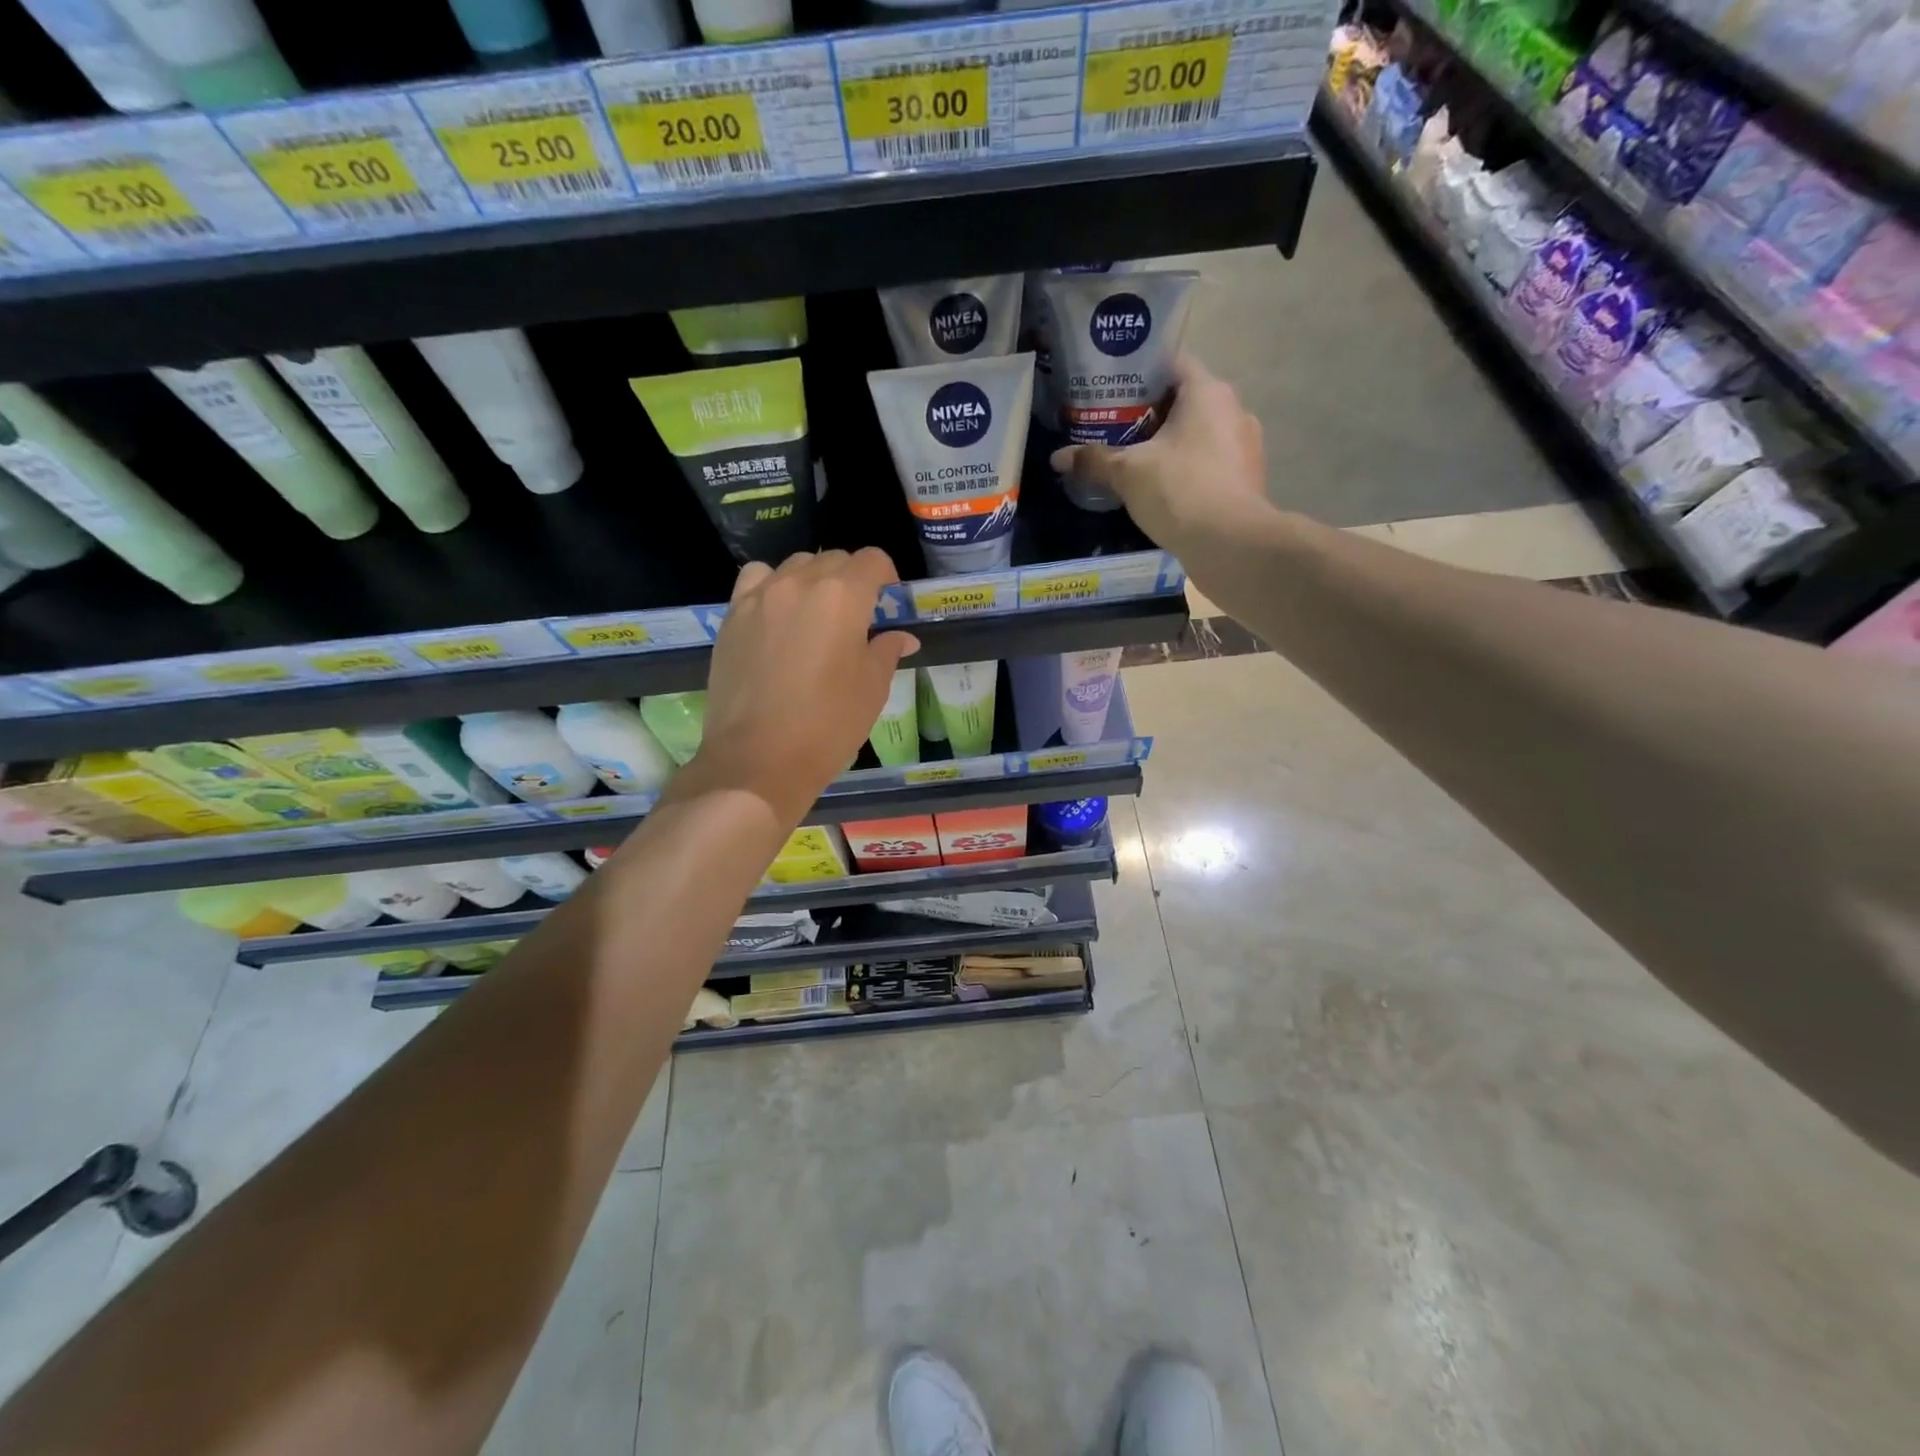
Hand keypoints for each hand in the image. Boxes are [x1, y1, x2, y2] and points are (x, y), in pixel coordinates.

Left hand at [686, 548, 919, 826]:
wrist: (758, 760)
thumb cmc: (827, 726)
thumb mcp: (871, 689)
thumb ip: (886, 651)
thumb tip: (901, 637)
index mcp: (842, 596)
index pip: (872, 560)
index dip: (886, 576)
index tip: (888, 602)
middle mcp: (800, 583)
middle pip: (833, 559)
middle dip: (852, 579)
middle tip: (857, 617)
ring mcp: (760, 596)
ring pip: (794, 566)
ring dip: (813, 580)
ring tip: (816, 616)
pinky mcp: (732, 616)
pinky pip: (756, 581)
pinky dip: (772, 586)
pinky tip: (777, 616)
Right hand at [1050, 354, 1273, 552]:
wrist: (1230, 543)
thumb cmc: (1179, 491)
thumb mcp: (1127, 473)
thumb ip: (1093, 460)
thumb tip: (1057, 458)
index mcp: (1207, 391)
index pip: (1172, 364)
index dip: (1140, 374)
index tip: (1113, 393)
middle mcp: (1233, 408)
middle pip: (1185, 400)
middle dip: (1151, 414)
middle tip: (1116, 429)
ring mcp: (1246, 444)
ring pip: (1200, 432)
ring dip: (1171, 443)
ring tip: (1137, 461)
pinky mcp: (1248, 476)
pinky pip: (1212, 460)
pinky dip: (1189, 467)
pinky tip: (1165, 488)